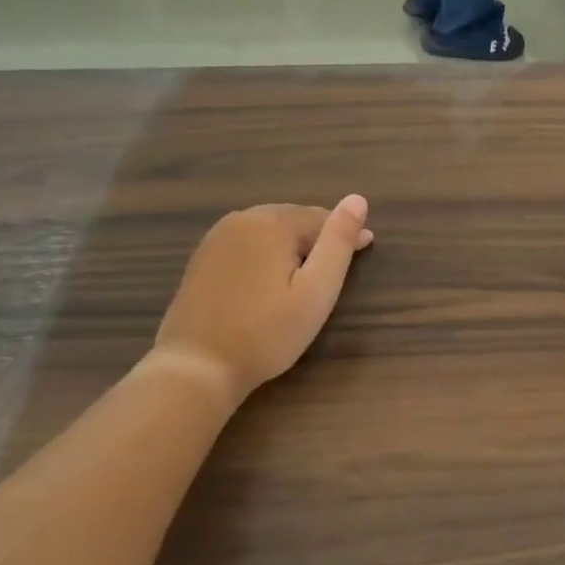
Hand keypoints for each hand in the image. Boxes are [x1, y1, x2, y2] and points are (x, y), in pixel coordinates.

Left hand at [150, 196, 373, 404]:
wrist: (197, 366)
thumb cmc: (267, 332)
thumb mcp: (316, 291)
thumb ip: (338, 243)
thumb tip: (357, 199)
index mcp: (272, 223)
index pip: (320, 218)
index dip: (346, 233)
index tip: (367, 247)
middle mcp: (242, 220)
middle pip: (292, 219)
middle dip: (318, 234)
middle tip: (340, 258)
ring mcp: (216, 238)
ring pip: (267, 229)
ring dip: (291, 241)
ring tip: (310, 266)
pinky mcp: (202, 259)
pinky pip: (245, 243)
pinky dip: (265, 252)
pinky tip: (271, 274)